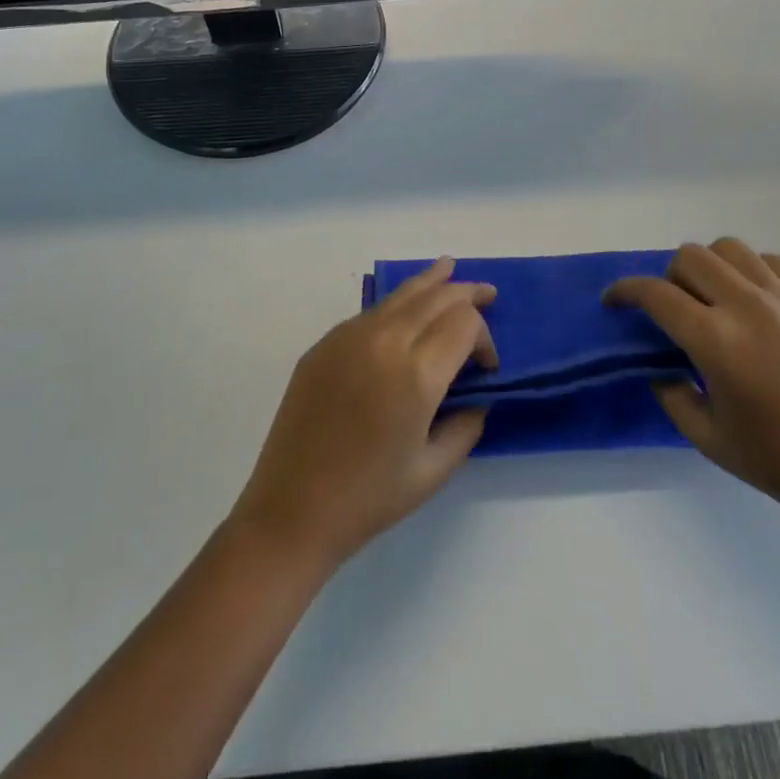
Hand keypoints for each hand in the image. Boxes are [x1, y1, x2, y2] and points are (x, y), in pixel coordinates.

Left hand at [229, 259, 496, 569]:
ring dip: (431, 283)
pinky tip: (405, 309)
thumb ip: (466, 426)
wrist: (291, 510)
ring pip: (400, 294)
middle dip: (466, 293)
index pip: (464, 323)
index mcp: (416, 374)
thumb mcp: (433, 470)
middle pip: (435, 296)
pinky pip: (371, 312)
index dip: (485, 338)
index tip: (486, 367)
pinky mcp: (324, 343)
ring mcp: (349, 337)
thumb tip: (477, 396)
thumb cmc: (368, 498)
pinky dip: (397, 304)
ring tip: (449, 268)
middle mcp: (384, 341)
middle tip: (488, 293)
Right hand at [606, 240, 779, 540]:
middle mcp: (749, 307)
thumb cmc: (777, 462)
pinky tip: (752, 300)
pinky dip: (751, 270)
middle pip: (690, 257)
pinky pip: (772, 261)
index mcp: (718, 342)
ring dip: (708, 266)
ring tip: (711, 298)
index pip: (656, 294)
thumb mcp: (705, 436)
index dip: (625, 291)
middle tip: (669, 308)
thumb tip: (657, 362)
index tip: (613, 301)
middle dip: (667, 277)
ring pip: (730, 248)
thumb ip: (669, 392)